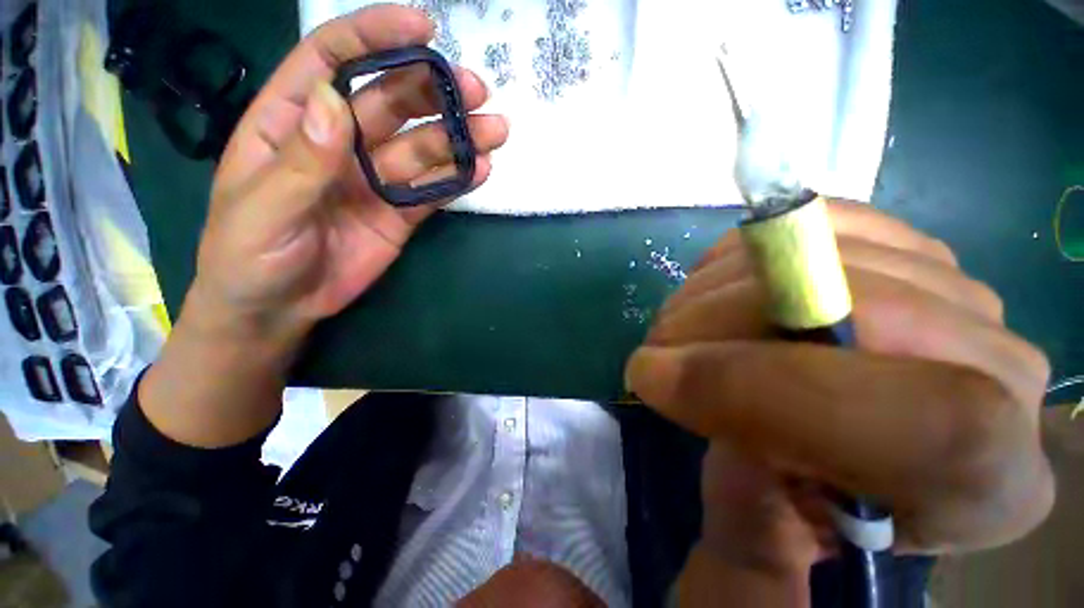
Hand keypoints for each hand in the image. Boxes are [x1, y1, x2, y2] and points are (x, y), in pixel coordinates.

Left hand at [140, 5, 508, 447]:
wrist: (279, 309)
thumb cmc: (249, 257)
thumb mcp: (262, 208)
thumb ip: (301, 159)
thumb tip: (336, 102)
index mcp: (293, 122)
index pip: (333, 60)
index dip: (375, 38)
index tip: (422, 26)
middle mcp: (340, 142)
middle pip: (392, 102)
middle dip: (433, 91)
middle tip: (476, 91)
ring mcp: (376, 180)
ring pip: (423, 148)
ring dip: (458, 138)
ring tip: (495, 131)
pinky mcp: (400, 214)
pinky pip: (433, 191)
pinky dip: (457, 179)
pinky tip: (482, 170)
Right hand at [624, 202, 1053, 604]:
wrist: (868, 450)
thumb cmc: (822, 507)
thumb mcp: (776, 535)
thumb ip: (737, 492)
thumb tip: (683, 389)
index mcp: (992, 485)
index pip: (918, 421)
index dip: (755, 387)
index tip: (651, 375)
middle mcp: (1008, 375)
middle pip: (867, 308)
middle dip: (718, 321)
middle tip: (655, 344)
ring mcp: (966, 292)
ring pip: (830, 251)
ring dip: (718, 285)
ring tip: (680, 322)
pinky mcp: (915, 248)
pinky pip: (824, 221)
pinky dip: (747, 251)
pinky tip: (720, 287)